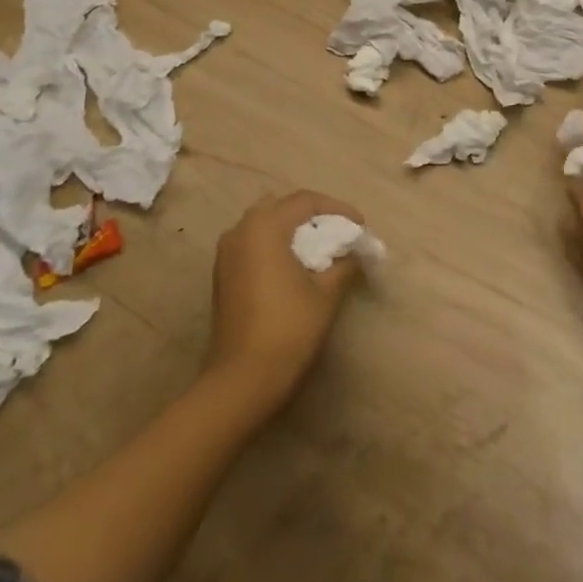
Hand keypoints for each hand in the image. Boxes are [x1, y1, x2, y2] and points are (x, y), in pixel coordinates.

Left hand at [206, 191, 363, 409]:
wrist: (242, 380)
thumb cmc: (288, 329)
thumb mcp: (326, 293)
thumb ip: (343, 263)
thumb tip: (353, 252)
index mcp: (264, 226)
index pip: (306, 201)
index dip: (337, 209)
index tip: (360, 225)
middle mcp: (240, 230)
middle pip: (282, 207)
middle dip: (313, 216)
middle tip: (339, 232)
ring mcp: (226, 253)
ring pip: (264, 225)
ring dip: (292, 230)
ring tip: (319, 248)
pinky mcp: (222, 274)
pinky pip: (253, 244)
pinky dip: (275, 245)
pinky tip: (294, 266)